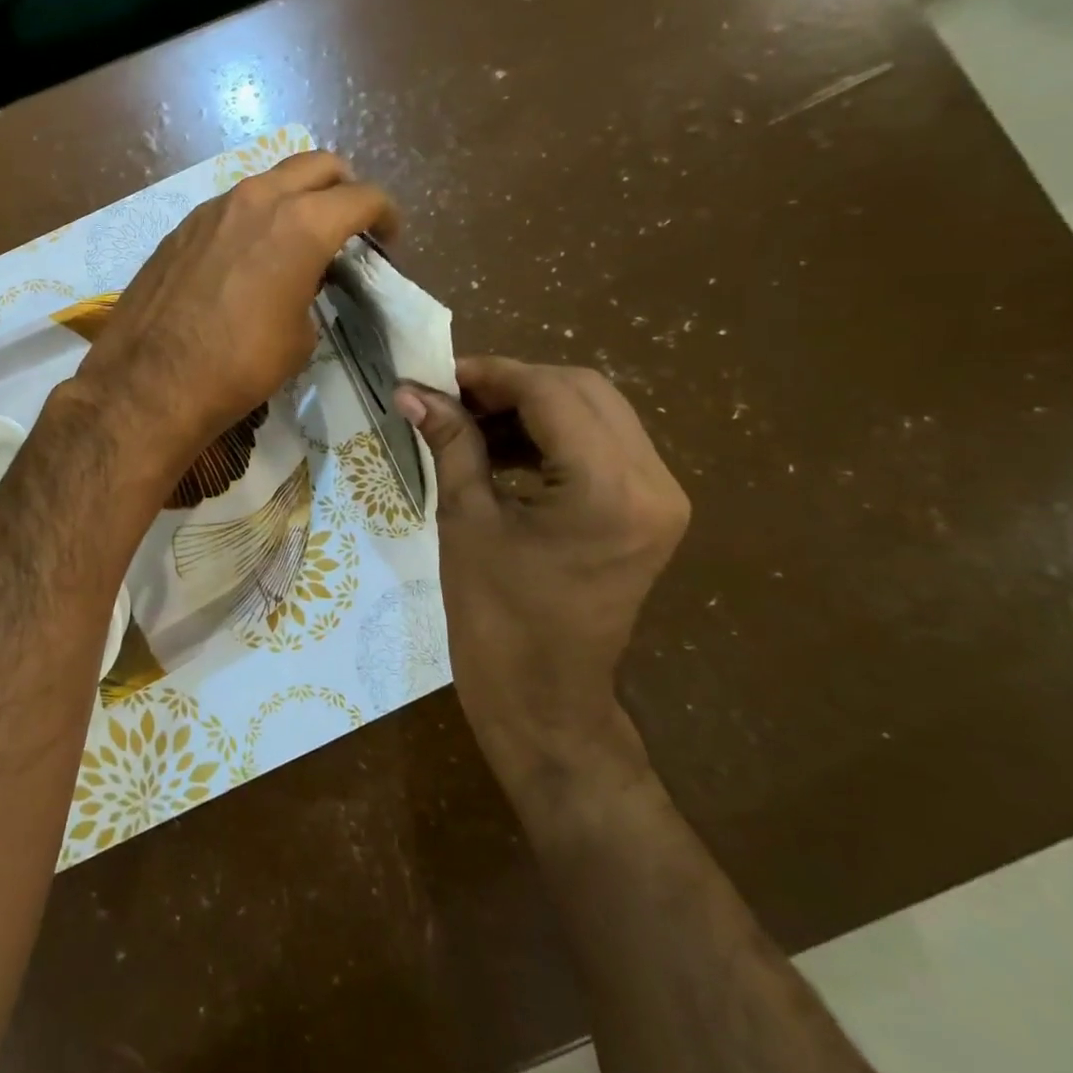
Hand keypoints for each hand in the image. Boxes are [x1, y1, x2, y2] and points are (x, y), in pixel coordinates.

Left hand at [74, 151, 396, 469]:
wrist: (149, 383)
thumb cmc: (239, 366)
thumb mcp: (299, 337)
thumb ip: (312, 293)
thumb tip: (303, 283)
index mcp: (302, 224)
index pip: (362, 197)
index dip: (385, 215)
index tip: (388, 238)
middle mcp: (258, 200)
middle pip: (318, 165)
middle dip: (343, 188)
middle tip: (349, 224)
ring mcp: (213, 208)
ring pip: (269, 181)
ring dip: (294, 199)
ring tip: (297, 239)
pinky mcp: (182, 227)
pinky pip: (232, 207)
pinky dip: (254, 218)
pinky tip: (248, 256)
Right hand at [397, 358, 689, 777]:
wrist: (544, 699)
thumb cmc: (495, 618)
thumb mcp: (465, 520)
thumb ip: (451, 443)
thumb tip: (413, 391)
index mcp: (609, 490)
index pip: (552, 393)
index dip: (490, 373)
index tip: (436, 375)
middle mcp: (653, 482)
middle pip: (583, 391)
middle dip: (512, 384)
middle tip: (451, 396)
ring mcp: (660, 497)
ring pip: (596, 411)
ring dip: (530, 406)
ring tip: (468, 421)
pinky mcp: (650, 510)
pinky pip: (601, 444)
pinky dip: (550, 433)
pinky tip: (500, 447)